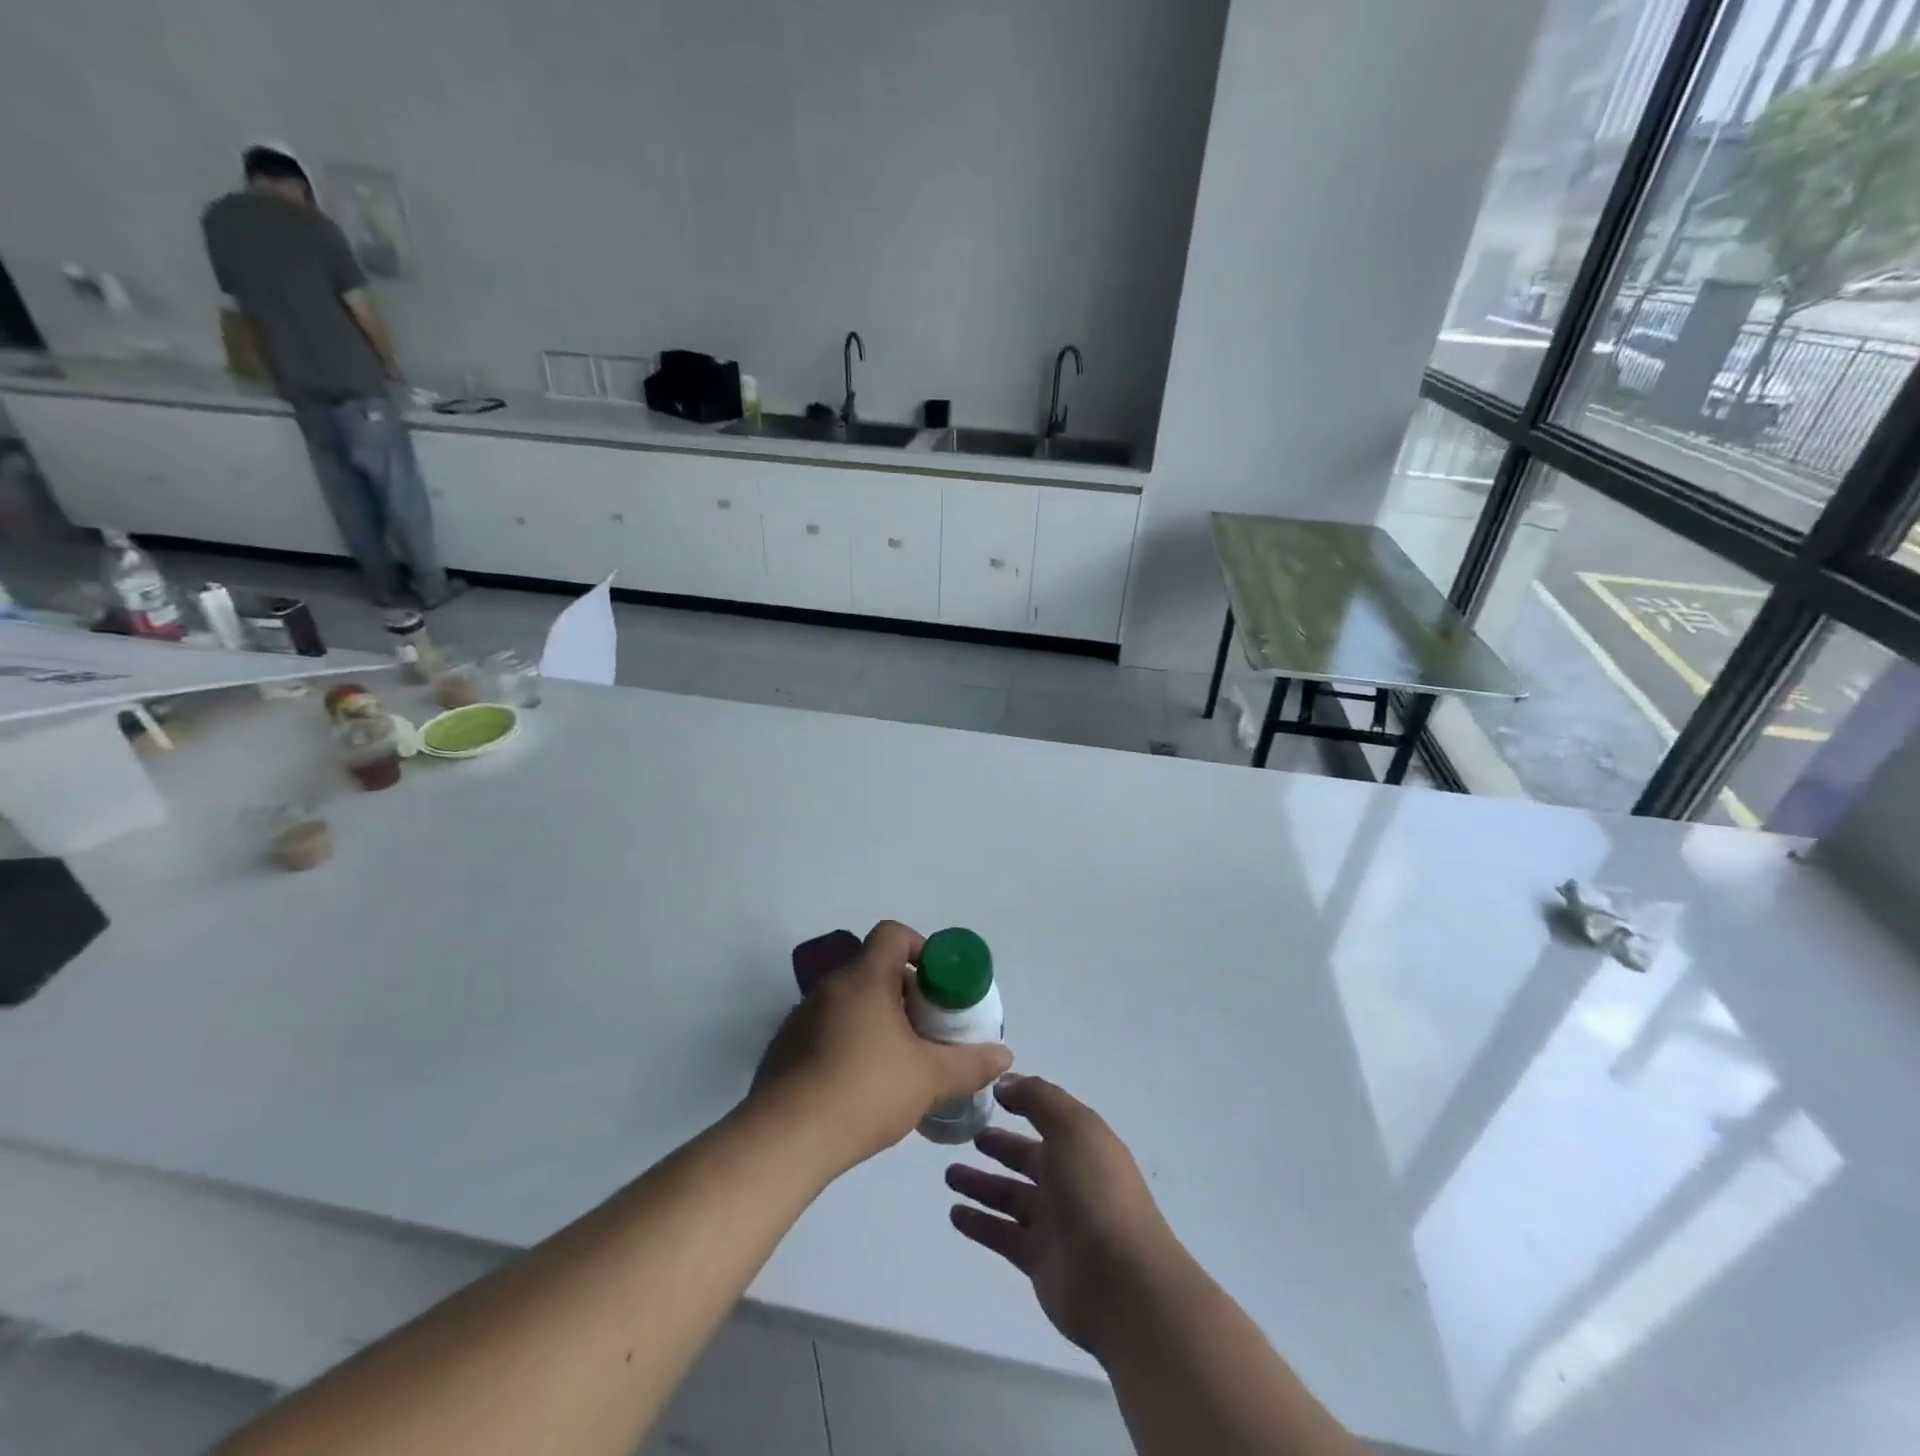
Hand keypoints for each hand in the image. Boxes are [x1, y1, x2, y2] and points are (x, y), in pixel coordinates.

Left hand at [752, 921, 1011, 1174]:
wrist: (785, 1141)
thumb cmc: (864, 1092)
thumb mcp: (929, 1078)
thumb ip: (970, 1063)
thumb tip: (1005, 1056)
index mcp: (863, 978)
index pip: (892, 933)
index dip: (920, 948)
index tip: (938, 985)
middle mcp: (830, 986)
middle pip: (874, 968)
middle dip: (905, 992)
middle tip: (927, 1028)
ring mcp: (802, 1016)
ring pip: (850, 1000)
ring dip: (877, 1018)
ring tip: (898, 1060)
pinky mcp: (785, 1046)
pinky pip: (827, 1027)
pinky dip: (849, 1040)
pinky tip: (861, 1083)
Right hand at [946, 1076, 1177, 1357]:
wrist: (1122, 1283)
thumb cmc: (1096, 1191)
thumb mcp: (1071, 1128)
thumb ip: (1038, 1099)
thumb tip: (1006, 1083)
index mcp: (1083, 1144)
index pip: (1048, 1117)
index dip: (1023, 1103)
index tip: (988, 1094)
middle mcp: (1070, 1179)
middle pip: (1027, 1157)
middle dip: (999, 1146)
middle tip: (966, 1135)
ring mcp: (1055, 1222)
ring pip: (1010, 1196)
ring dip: (982, 1184)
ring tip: (949, 1174)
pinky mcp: (1039, 1259)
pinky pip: (1002, 1234)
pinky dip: (980, 1223)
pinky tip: (954, 1213)